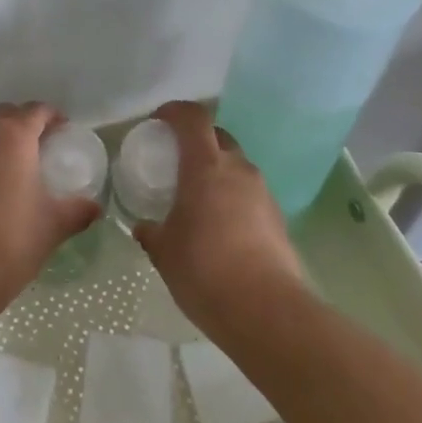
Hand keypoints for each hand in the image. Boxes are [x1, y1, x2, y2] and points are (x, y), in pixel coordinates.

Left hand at [0, 102, 99, 303]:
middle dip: (24, 122)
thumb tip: (95, 208)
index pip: (36, 110)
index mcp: (12, 137)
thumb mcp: (54, 225)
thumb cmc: (13, 241)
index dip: (53, 117)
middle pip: (5, 113)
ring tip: (15, 165)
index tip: (64, 131)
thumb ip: (78, 210)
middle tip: (41, 145)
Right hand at [134, 101, 306, 335]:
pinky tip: (219, 226)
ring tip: (196, 197)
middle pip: (218, 136)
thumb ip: (151, 232)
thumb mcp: (163, 252)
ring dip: (216, 170)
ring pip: (236, 165)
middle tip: (175, 160)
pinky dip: (231, 197)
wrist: (266, 311)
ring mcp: (262, 193)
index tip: (157, 121)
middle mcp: (238, 170)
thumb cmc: (204, 270)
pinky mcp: (277, 218)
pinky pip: (249, 193)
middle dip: (196, 140)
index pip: (193, 118)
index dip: (174, 111)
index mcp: (206, 166)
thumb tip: (144, 227)